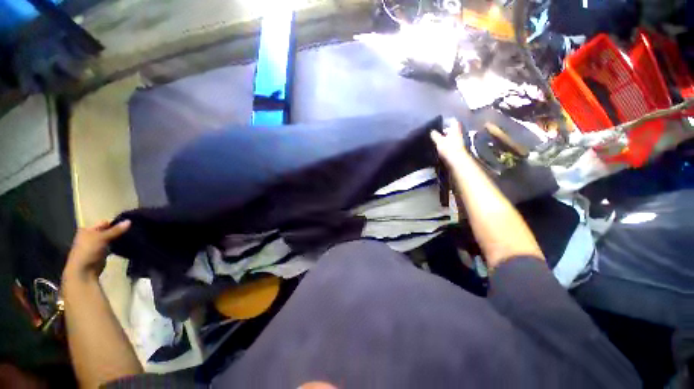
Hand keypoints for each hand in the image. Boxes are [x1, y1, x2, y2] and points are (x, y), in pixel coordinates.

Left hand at [63, 220, 129, 282]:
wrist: (84, 271)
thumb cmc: (89, 250)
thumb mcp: (102, 238)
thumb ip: (116, 230)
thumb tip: (129, 221)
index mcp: (87, 230)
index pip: (104, 223)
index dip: (115, 223)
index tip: (128, 224)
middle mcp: (91, 236)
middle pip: (107, 231)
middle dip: (118, 231)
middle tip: (131, 231)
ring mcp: (96, 245)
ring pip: (110, 239)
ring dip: (118, 239)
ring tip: (131, 238)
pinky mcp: (102, 253)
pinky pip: (111, 247)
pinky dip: (117, 246)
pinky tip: (126, 245)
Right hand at [430, 119, 469, 165]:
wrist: (457, 161)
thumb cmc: (448, 148)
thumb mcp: (439, 141)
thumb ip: (435, 135)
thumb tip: (431, 130)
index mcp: (455, 130)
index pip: (453, 121)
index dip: (447, 121)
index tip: (440, 122)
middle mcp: (458, 134)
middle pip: (452, 130)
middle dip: (445, 130)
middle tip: (436, 132)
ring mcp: (458, 142)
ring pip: (451, 138)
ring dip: (445, 138)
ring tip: (435, 140)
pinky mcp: (456, 150)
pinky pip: (450, 145)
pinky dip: (445, 145)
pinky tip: (439, 148)